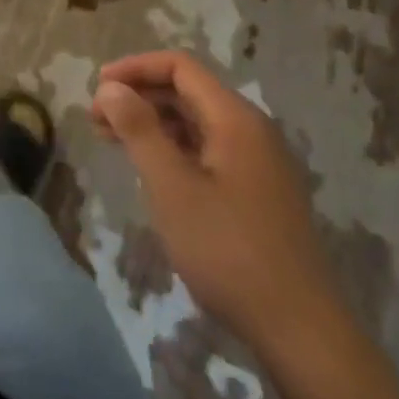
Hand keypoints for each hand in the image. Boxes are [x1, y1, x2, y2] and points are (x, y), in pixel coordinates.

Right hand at [92, 51, 339, 354]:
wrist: (301, 331)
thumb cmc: (228, 250)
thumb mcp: (172, 187)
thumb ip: (139, 130)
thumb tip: (111, 88)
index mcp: (235, 119)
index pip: (179, 67)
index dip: (135, 69)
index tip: (98, 89)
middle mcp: (252, 130)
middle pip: (188, 91)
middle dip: (139, 96)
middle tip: (97, 119)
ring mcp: (259, 162)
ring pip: (197, 122)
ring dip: (153, 123)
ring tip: (113, 140)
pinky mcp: (258, 191)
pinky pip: (208, 149)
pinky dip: (173, 148)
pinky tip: (150, 169)